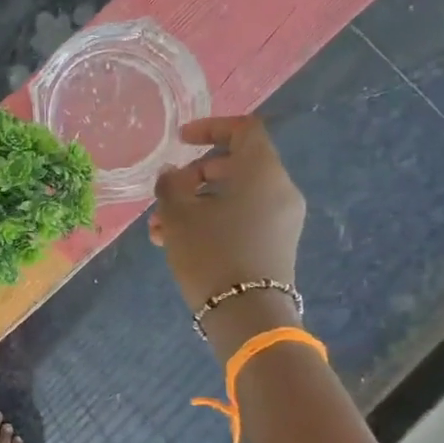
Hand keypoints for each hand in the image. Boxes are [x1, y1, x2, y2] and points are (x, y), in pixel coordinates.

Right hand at [150, 117, 306, 352]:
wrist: (247, 315)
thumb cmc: (211, 254)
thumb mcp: (179, 216)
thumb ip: (170, 185)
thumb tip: (171, 174)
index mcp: (262, 171)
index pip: (244, 129)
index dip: (210, 127)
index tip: (180, 141)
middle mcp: (280, 189)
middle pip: (236, 165)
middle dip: (195, 176)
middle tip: (166, 196)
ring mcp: (282, 219)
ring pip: (235, 196)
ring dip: (197, 205)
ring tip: (161, 230)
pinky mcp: (277, 244)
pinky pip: (244, 218)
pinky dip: (214, 220)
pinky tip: (179, 244)